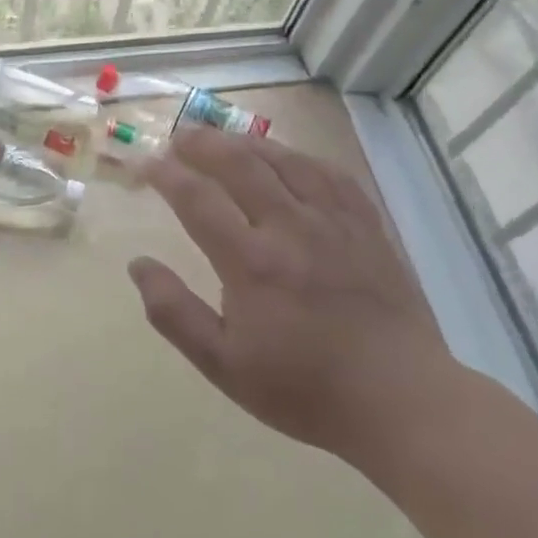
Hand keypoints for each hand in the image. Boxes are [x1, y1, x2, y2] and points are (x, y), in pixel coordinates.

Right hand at [128, 128, 456, 463]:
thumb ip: (174, 313)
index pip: (197, 199)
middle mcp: (291, 227)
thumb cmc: (303, 389)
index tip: (145, 164)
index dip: (165, 175)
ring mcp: (334, 221)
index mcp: (252, 262)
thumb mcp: (223, 365)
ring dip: (247, 142)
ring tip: (223, 138)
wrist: (399, 400)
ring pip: (285, 159)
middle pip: (240, 164)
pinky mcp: (367, 225)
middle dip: (203, 144)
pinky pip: (330, 173)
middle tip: (179, 138)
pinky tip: (288, 157)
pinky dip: (300, 156)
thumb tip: (138, 264)